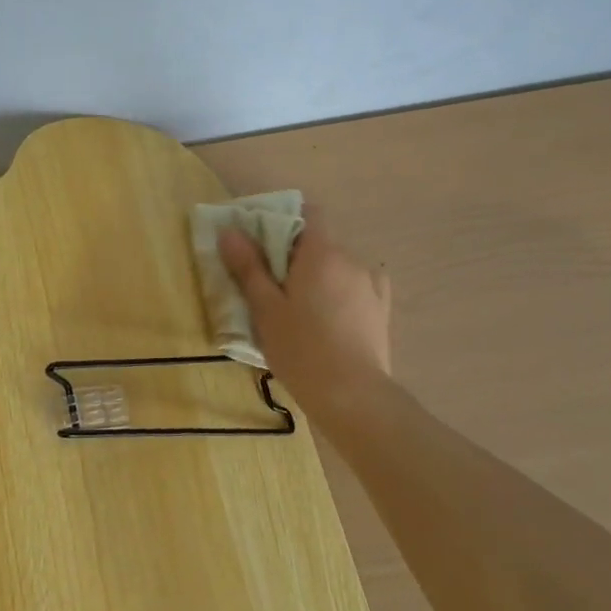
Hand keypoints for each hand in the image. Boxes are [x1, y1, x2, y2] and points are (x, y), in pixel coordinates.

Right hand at [217, 220, 393, 410]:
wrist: (353, 396)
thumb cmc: (301, 348)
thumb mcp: (265, 308)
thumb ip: (248, 267)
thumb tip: (230, 231)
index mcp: (322, 253)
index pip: (308, 213)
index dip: (284, 220)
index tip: (262, 243)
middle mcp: (352, 260)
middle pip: (320, 243)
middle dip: (295, 256)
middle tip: (271, 286)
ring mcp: (372, 285)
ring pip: (338, 268)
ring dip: (318, 277)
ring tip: (299, 310)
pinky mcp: (381, 310)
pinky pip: (355, 289)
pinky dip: (339, 294)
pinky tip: (327, 319)